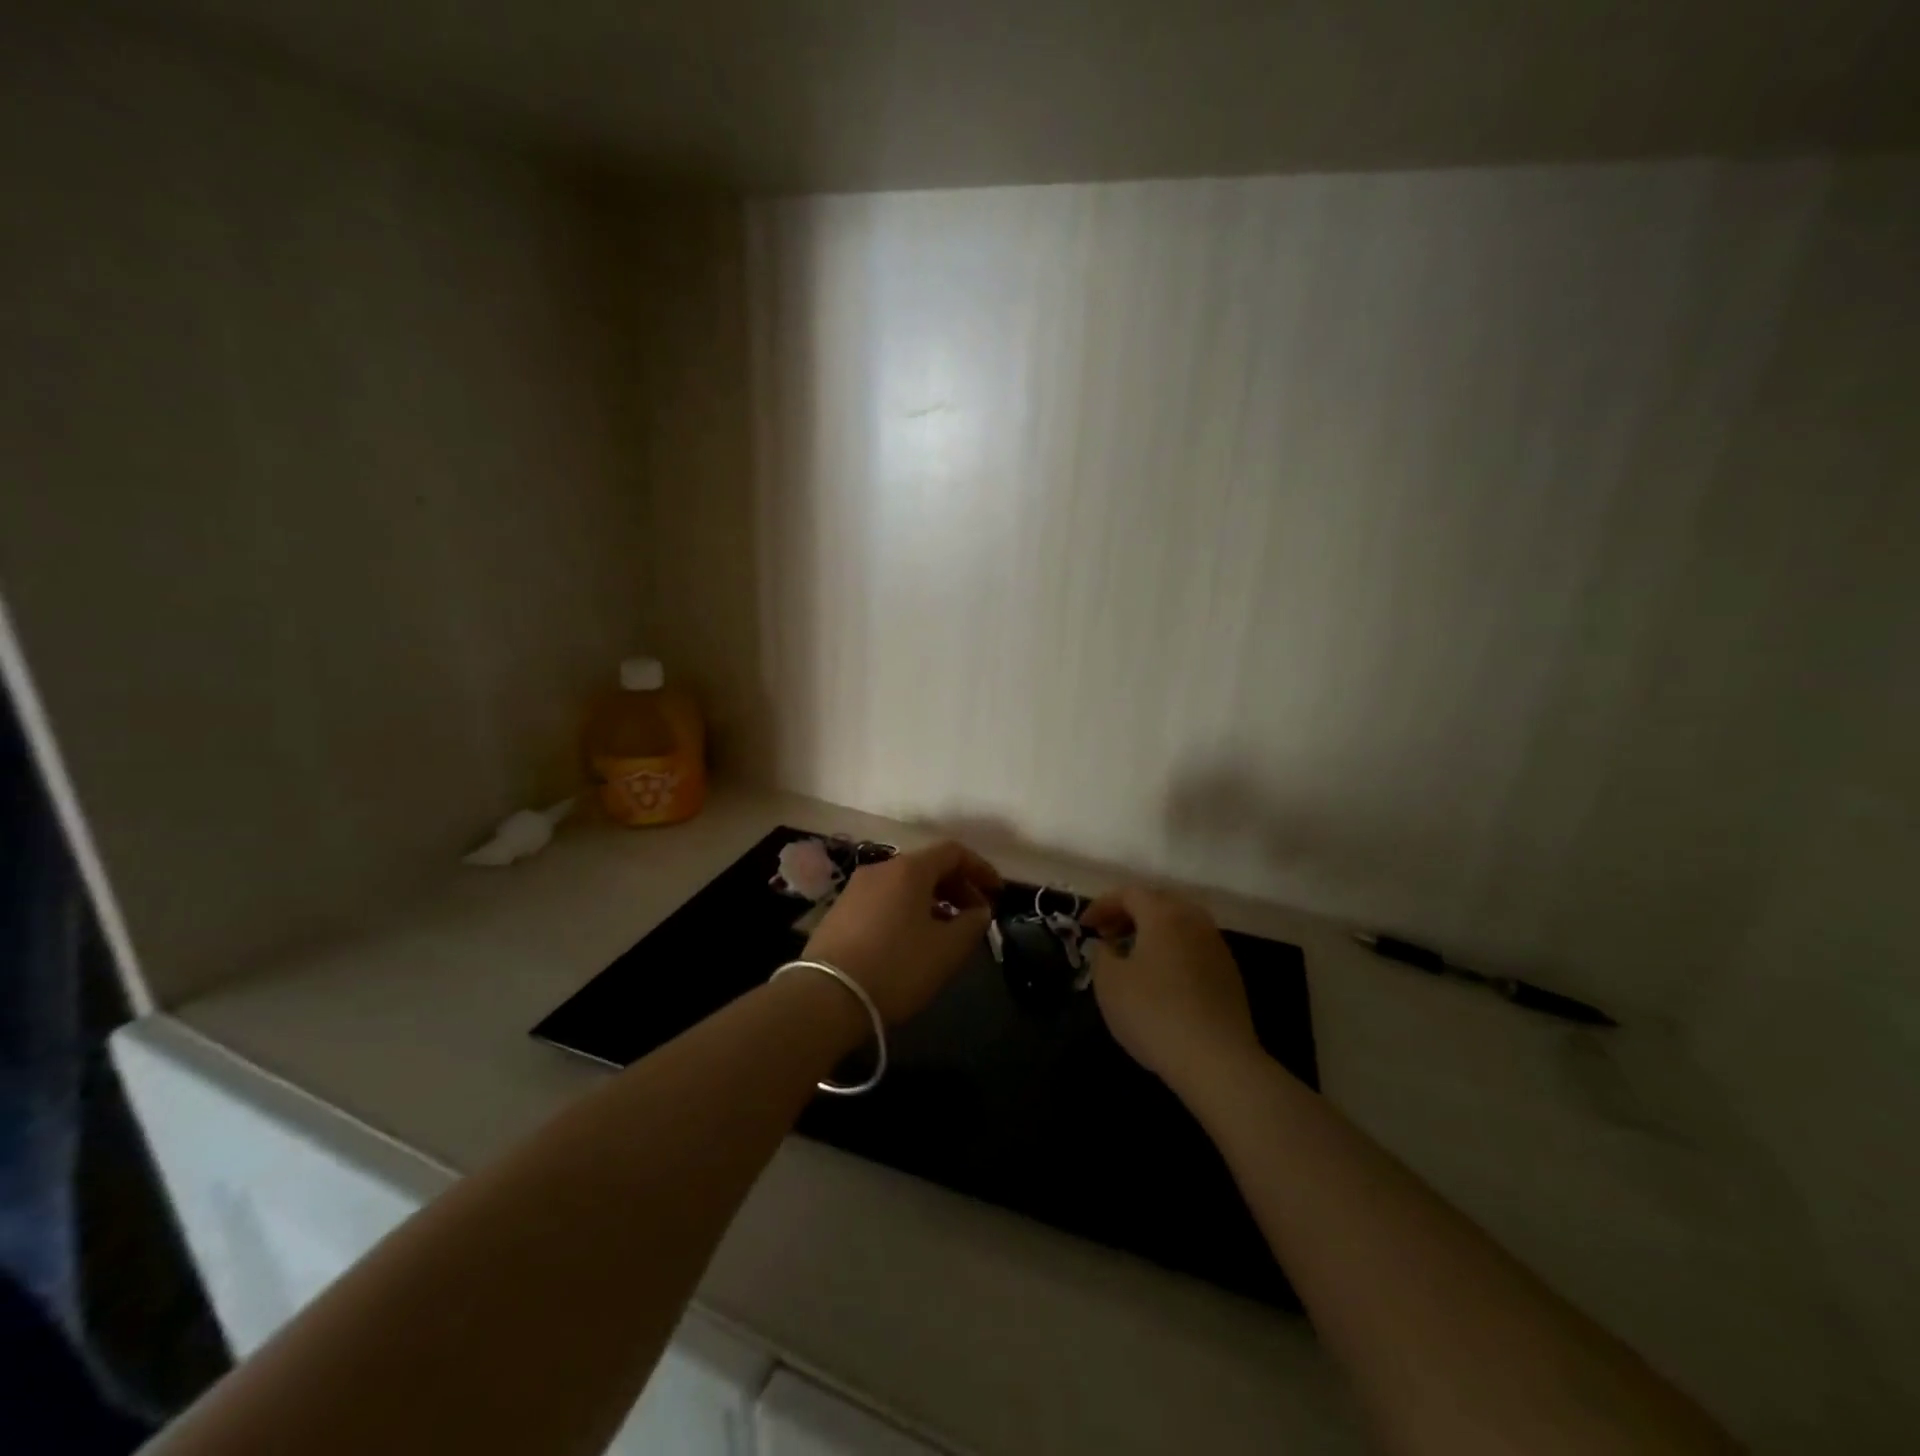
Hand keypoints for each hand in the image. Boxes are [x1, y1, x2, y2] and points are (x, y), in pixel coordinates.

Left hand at [803, 840, 1002, 1023]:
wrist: (825, 997)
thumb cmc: (896, 967)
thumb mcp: (947, 950)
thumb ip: (972, 924)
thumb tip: (979, 911)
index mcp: (909, 869)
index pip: (953, 852)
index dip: (980, 869)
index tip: (997, 892)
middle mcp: (881, 869)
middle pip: (928, 866)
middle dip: (957, 887)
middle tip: (975, 916)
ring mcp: (855, 888)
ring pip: (905, 884)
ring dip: (932, 900)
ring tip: (947, 931)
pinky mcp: (839, 911)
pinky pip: (884, 900)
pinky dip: (907, 910)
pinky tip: (912, 940)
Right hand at [1082, 886, 1262, 1095]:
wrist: (1217, 1060)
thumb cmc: (1154, 1013)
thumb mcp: (1109, 983)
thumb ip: (1101, 954)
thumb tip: (1108, 945)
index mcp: (1163, 914)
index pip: (1129, 893)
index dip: (1102, 905)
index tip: (1084, 927)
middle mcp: (1194, 920)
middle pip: (1157, 903)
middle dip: (1128, 914)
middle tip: (1107, 936)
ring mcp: (1217, 946)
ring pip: (1179, 924)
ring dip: (1152, 933)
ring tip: (1132, 957)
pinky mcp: (1229, 973)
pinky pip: (1193, 947)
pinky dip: (1171, 951)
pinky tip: (1160, 980)